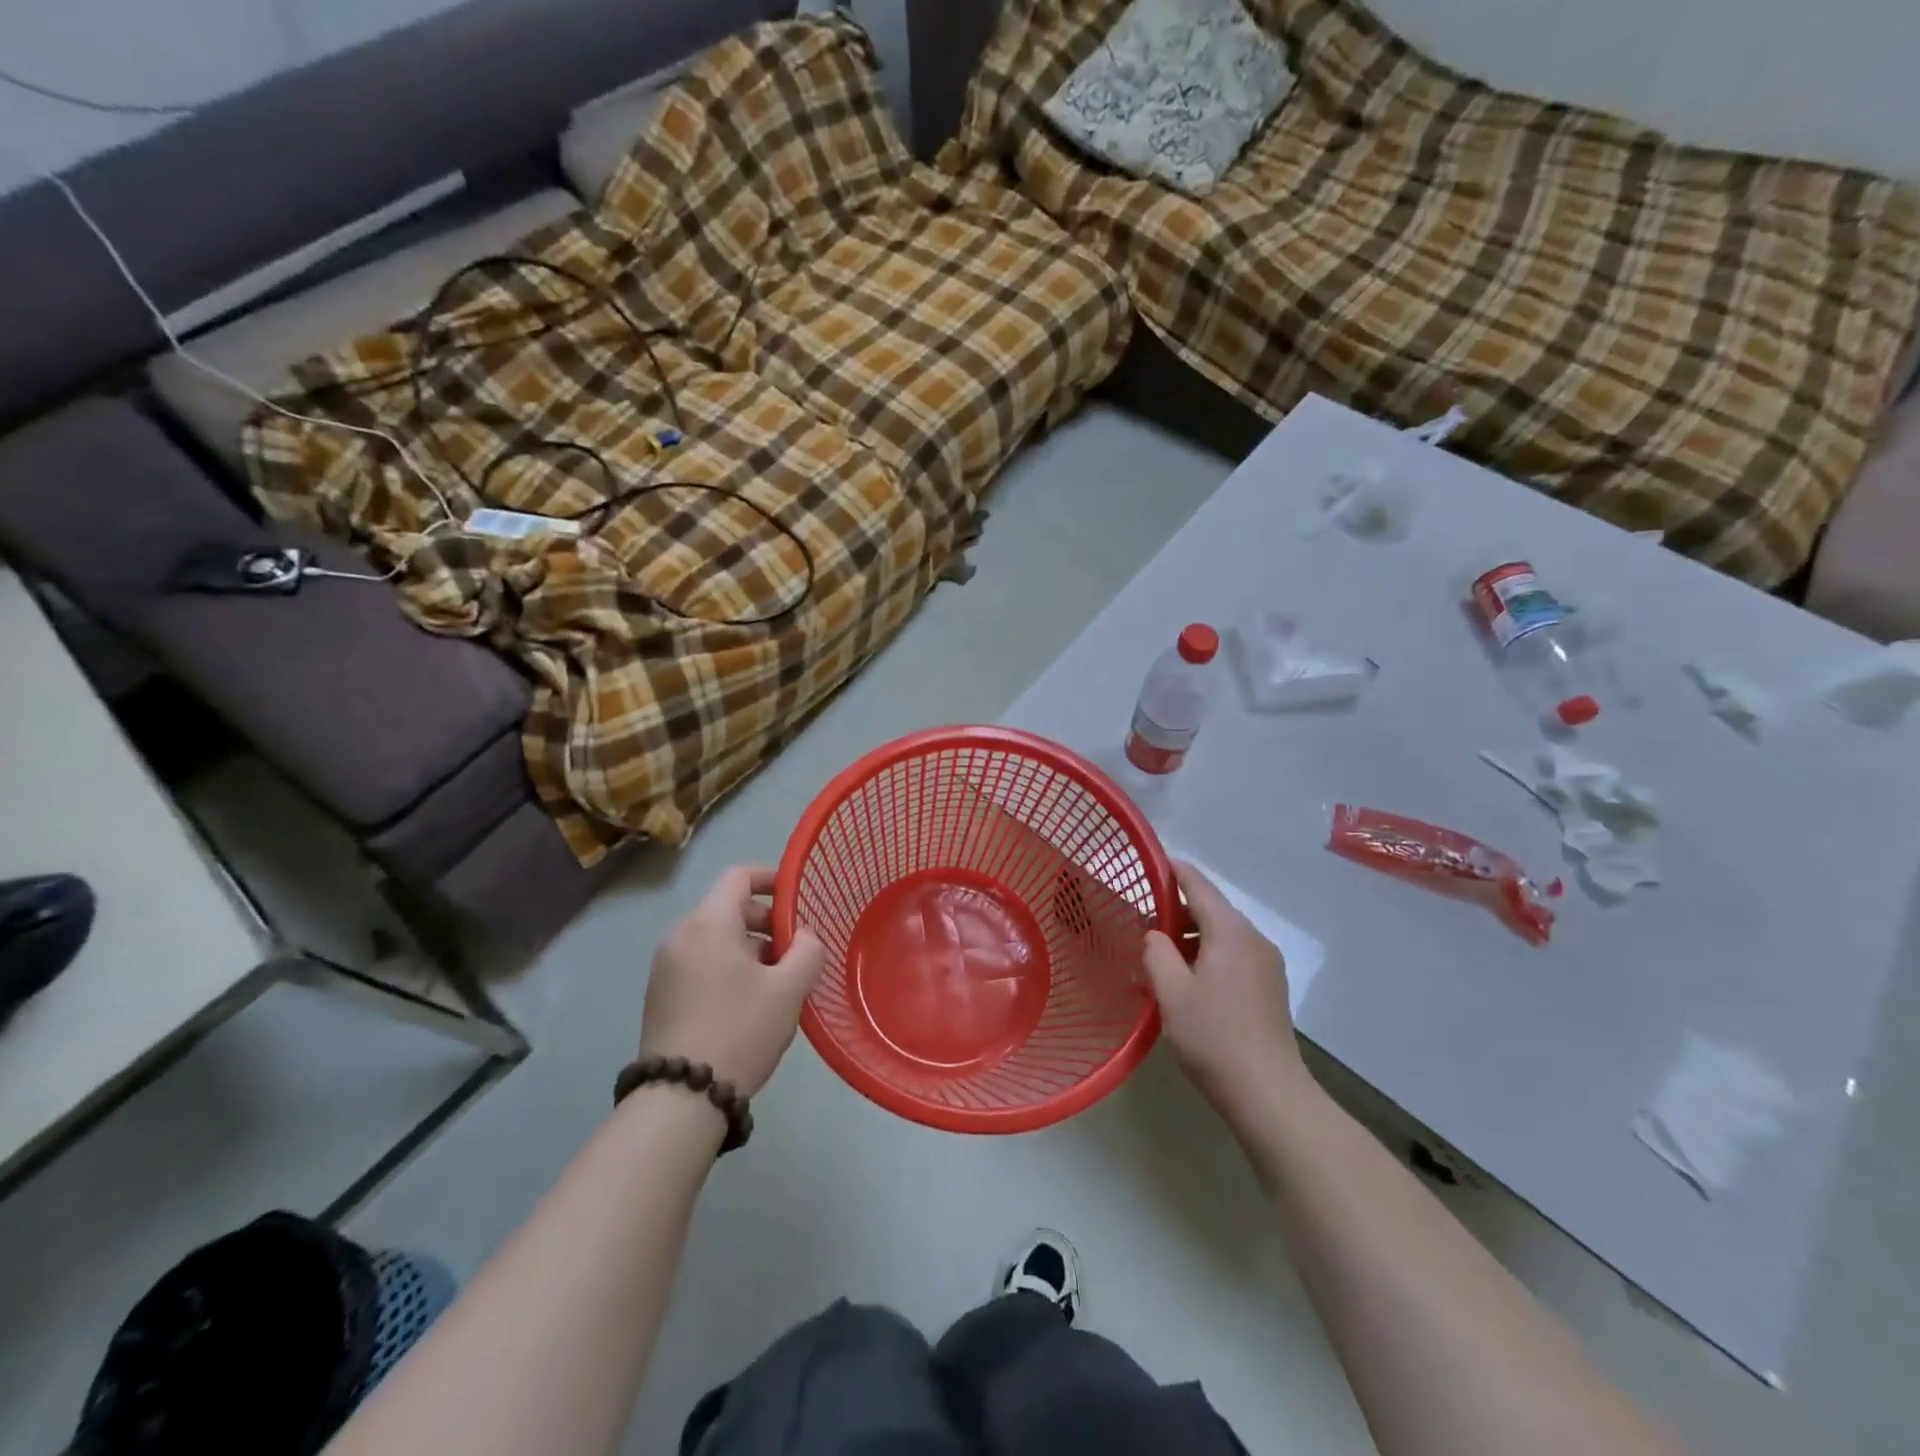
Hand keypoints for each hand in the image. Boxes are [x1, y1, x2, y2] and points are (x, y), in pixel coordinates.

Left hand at [638, 866, 826, 1097]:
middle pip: (728, 908)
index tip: (797, 900)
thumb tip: (805, 936)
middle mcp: (680, 936)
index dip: (771, 879)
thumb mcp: (789, 989)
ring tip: (777, 984)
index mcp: (708, 924)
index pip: (739, 876)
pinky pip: (701, 963)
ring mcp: (665, 967)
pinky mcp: (661, 996)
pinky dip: (728, 968)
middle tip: (795, 952)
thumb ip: (807, 950)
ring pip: (716, 939)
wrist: (680, 1099)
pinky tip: (749, 1005)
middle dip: (766, 923)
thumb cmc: (740, 1031)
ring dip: (750, 949)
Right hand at [1143, 861, 1309, 1127]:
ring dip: (1189, 939)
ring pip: (1221, 935)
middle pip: (1210, 909)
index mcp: (1231, 932)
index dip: (1171, 869)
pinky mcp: (1269, 988)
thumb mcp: (1171, 992)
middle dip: (1175, 910)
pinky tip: (1185, 983)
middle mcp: (1254, 939)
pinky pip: (1232, 957)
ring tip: (1157, 959)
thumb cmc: (1213, 1037)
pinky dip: (1206, 958)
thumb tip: (1155, 934)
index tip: (1146, 862)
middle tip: (1139, 921)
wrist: (1269, 1095)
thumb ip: (1156, 951)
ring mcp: (1266, 965)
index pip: (1197, 884)